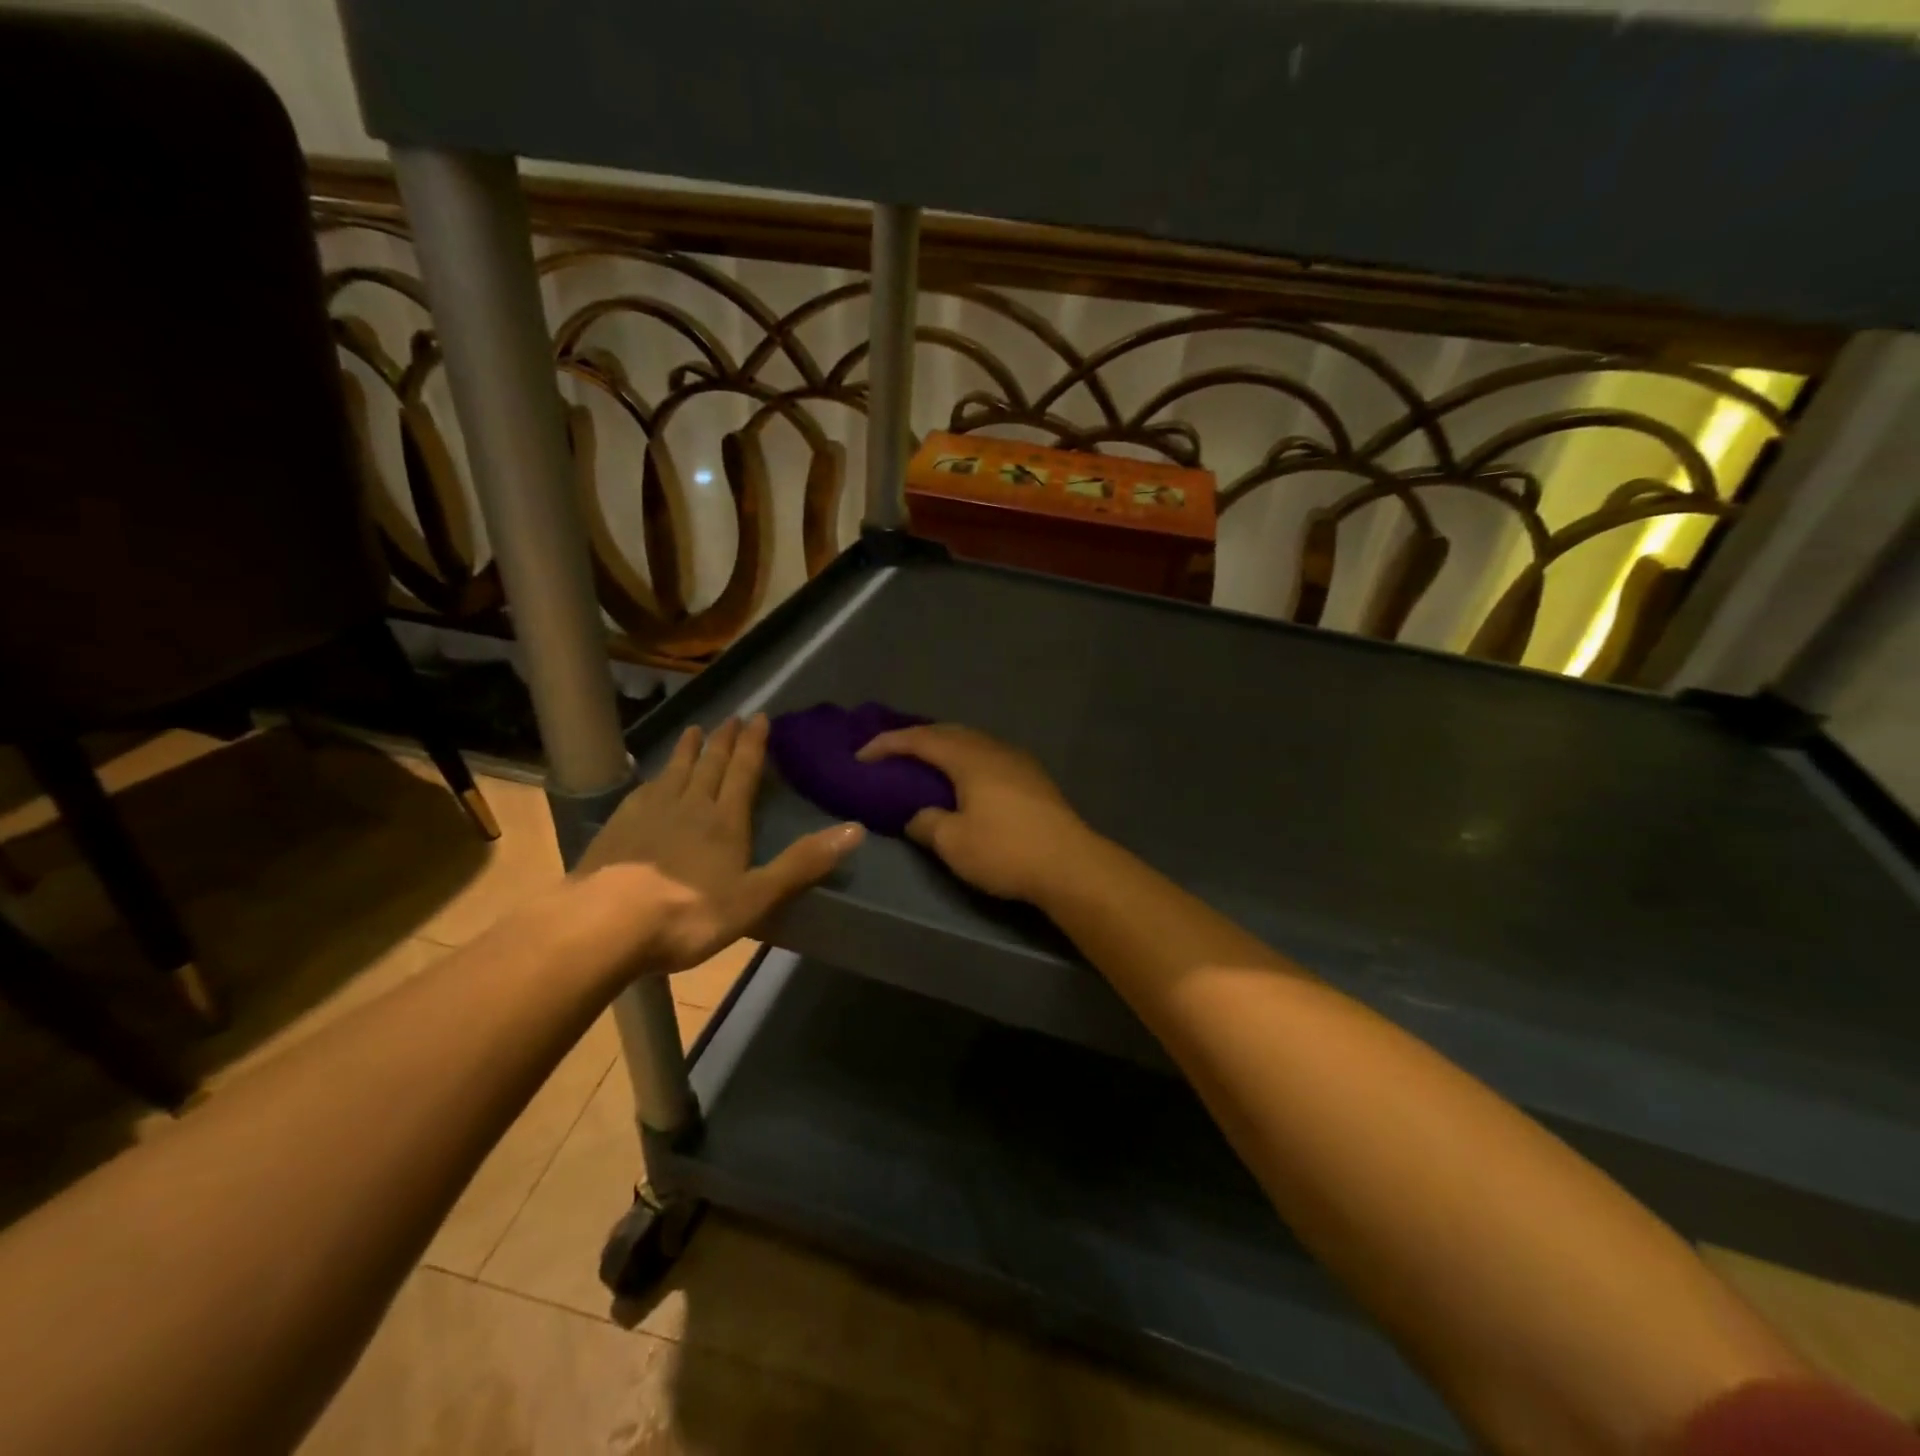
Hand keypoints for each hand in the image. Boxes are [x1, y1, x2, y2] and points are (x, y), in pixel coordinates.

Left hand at [578, 714, 863, 971]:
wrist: (605, 925)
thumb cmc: (689, 914)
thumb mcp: (756, 896)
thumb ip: (803, 863)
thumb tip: (856, 829)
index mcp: (724, 821)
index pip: (742, 772)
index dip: (753, 744)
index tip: (759, 717)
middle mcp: (689, 806)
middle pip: (709, 765)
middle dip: (723, 740)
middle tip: (730, 717)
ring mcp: (648, 814)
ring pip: (674, 772)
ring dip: (688, 750)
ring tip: (695, 730)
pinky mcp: (618, 828)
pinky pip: (643, 791)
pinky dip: (654, 777)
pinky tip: (651, 779)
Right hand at [857, 723, 1094, 902]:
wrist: (1071, 865)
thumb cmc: (1006, 851)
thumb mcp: (953, 843)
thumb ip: (927, 823)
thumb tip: (917, 816)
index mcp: (969, 758)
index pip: (920, 739)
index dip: (887, 744)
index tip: (860, 756)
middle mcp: (993, 749)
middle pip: (948, 732)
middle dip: (915, 738)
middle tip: (890, 754)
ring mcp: (1017, 761)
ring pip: (972, 741)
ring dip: (943, 747)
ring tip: (923, 764)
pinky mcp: (1033, 778)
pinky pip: (987, 755)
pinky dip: (965, 759)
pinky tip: (963, 780)